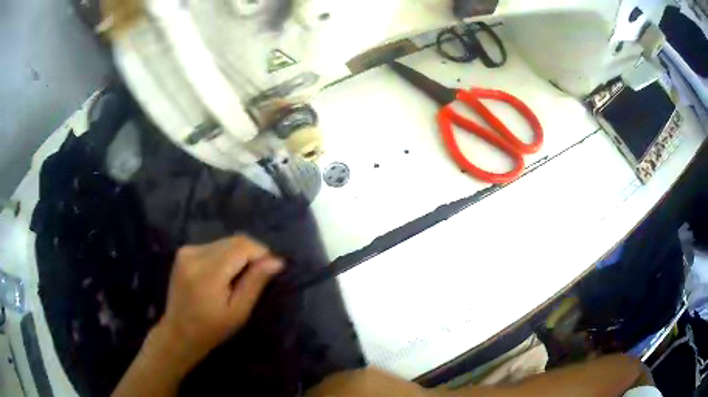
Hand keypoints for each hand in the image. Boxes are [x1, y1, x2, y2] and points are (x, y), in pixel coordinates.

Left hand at [154, 235, 283, 367]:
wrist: (179, 332)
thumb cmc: (212, 329)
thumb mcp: (239, 312)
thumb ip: (255, 283)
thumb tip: (277, 260)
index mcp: (208, 272)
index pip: (242, 245)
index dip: (261, 252)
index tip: (270, 270)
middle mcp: (195, 254)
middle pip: (234, 240)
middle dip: (251, 254)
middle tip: (256, 277)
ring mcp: (187, 251)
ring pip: (224, 242)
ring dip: (238, 254)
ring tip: (239, 278)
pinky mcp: (183, 252)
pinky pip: (213, 246)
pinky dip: (224, 256)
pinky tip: (223, 275)